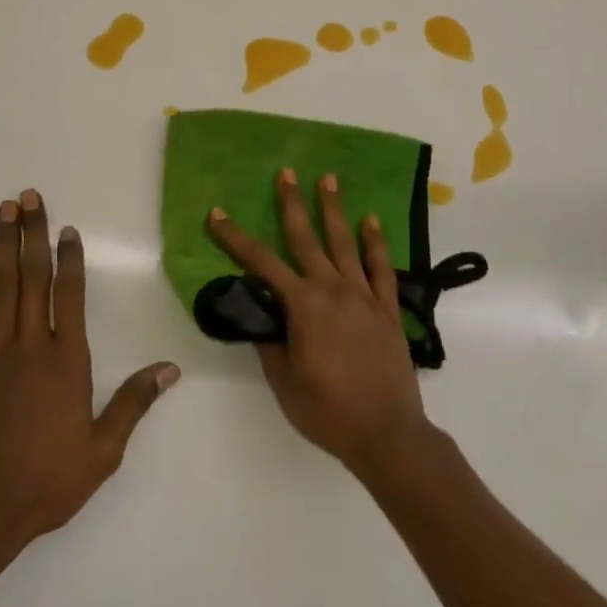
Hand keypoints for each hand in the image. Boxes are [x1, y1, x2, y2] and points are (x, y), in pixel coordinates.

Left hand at [0, 190, 178, 546]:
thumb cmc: (47, 480)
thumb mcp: (102, 450)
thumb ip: (133, 403)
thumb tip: (170, 369)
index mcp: (66, 361)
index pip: (70, 295)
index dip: (69, 258)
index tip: (67, 228)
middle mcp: (29, 346)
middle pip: (32, 277)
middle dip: (32, 233)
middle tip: (30, 197)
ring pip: (0, 286)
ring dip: (3, 245)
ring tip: (6, 211)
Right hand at [207, 170, 432, 473]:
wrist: (387, 434)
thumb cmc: (328, 411)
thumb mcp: (284, 381)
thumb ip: (270, 342)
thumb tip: (260, 313)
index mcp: (304, 306)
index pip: (261, 264)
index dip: (236, 238)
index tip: (218, 214)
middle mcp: (333, 290)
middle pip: (307, 238)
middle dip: (292, 203)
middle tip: (286, 172)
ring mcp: (364, 296)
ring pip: (345, 243)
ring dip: (334, 209)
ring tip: (328, 179)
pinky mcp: (387, 309)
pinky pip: (381, 268)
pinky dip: (376, 242)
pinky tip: (371, 221)